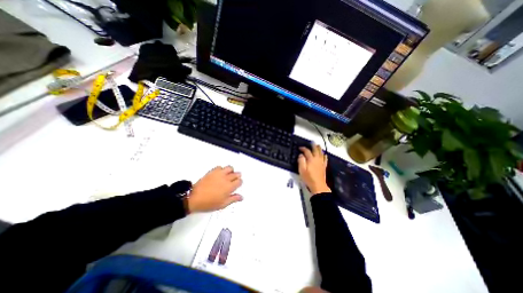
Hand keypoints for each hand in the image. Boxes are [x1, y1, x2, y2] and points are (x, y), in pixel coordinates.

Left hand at [187, 167, 243, 212]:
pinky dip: (221, 169)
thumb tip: (241, 197)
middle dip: (237, 176)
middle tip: (234, 179)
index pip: (239, 181)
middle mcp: (226, 179)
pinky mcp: (212, 171)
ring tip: (228, 175)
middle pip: (236, 174)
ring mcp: (219, 174)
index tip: (237, 185)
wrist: (194, 198)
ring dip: (231, 171)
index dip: (239, 182)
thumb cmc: (209, 203)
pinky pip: (220, 167)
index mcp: (229, 187)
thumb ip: (233, 199)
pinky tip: (220, 174)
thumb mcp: (223, 204)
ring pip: (229, 168)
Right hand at [298, 143, 329, 194]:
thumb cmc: (308, 178)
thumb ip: (301, 161)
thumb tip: (301, 155)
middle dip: (313, 145)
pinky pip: (325, 159)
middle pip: (316, 150)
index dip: (303, 148)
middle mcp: (317, 159)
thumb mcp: (301, 170)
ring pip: (321, 153)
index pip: (307, 151)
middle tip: (311, 142)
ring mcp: (321, 162)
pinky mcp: (324, 166)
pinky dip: (324, 155)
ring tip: (318, 145)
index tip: (300, 148)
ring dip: (319, 148)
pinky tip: (324, 154)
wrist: (318, 185)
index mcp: (311, 159)